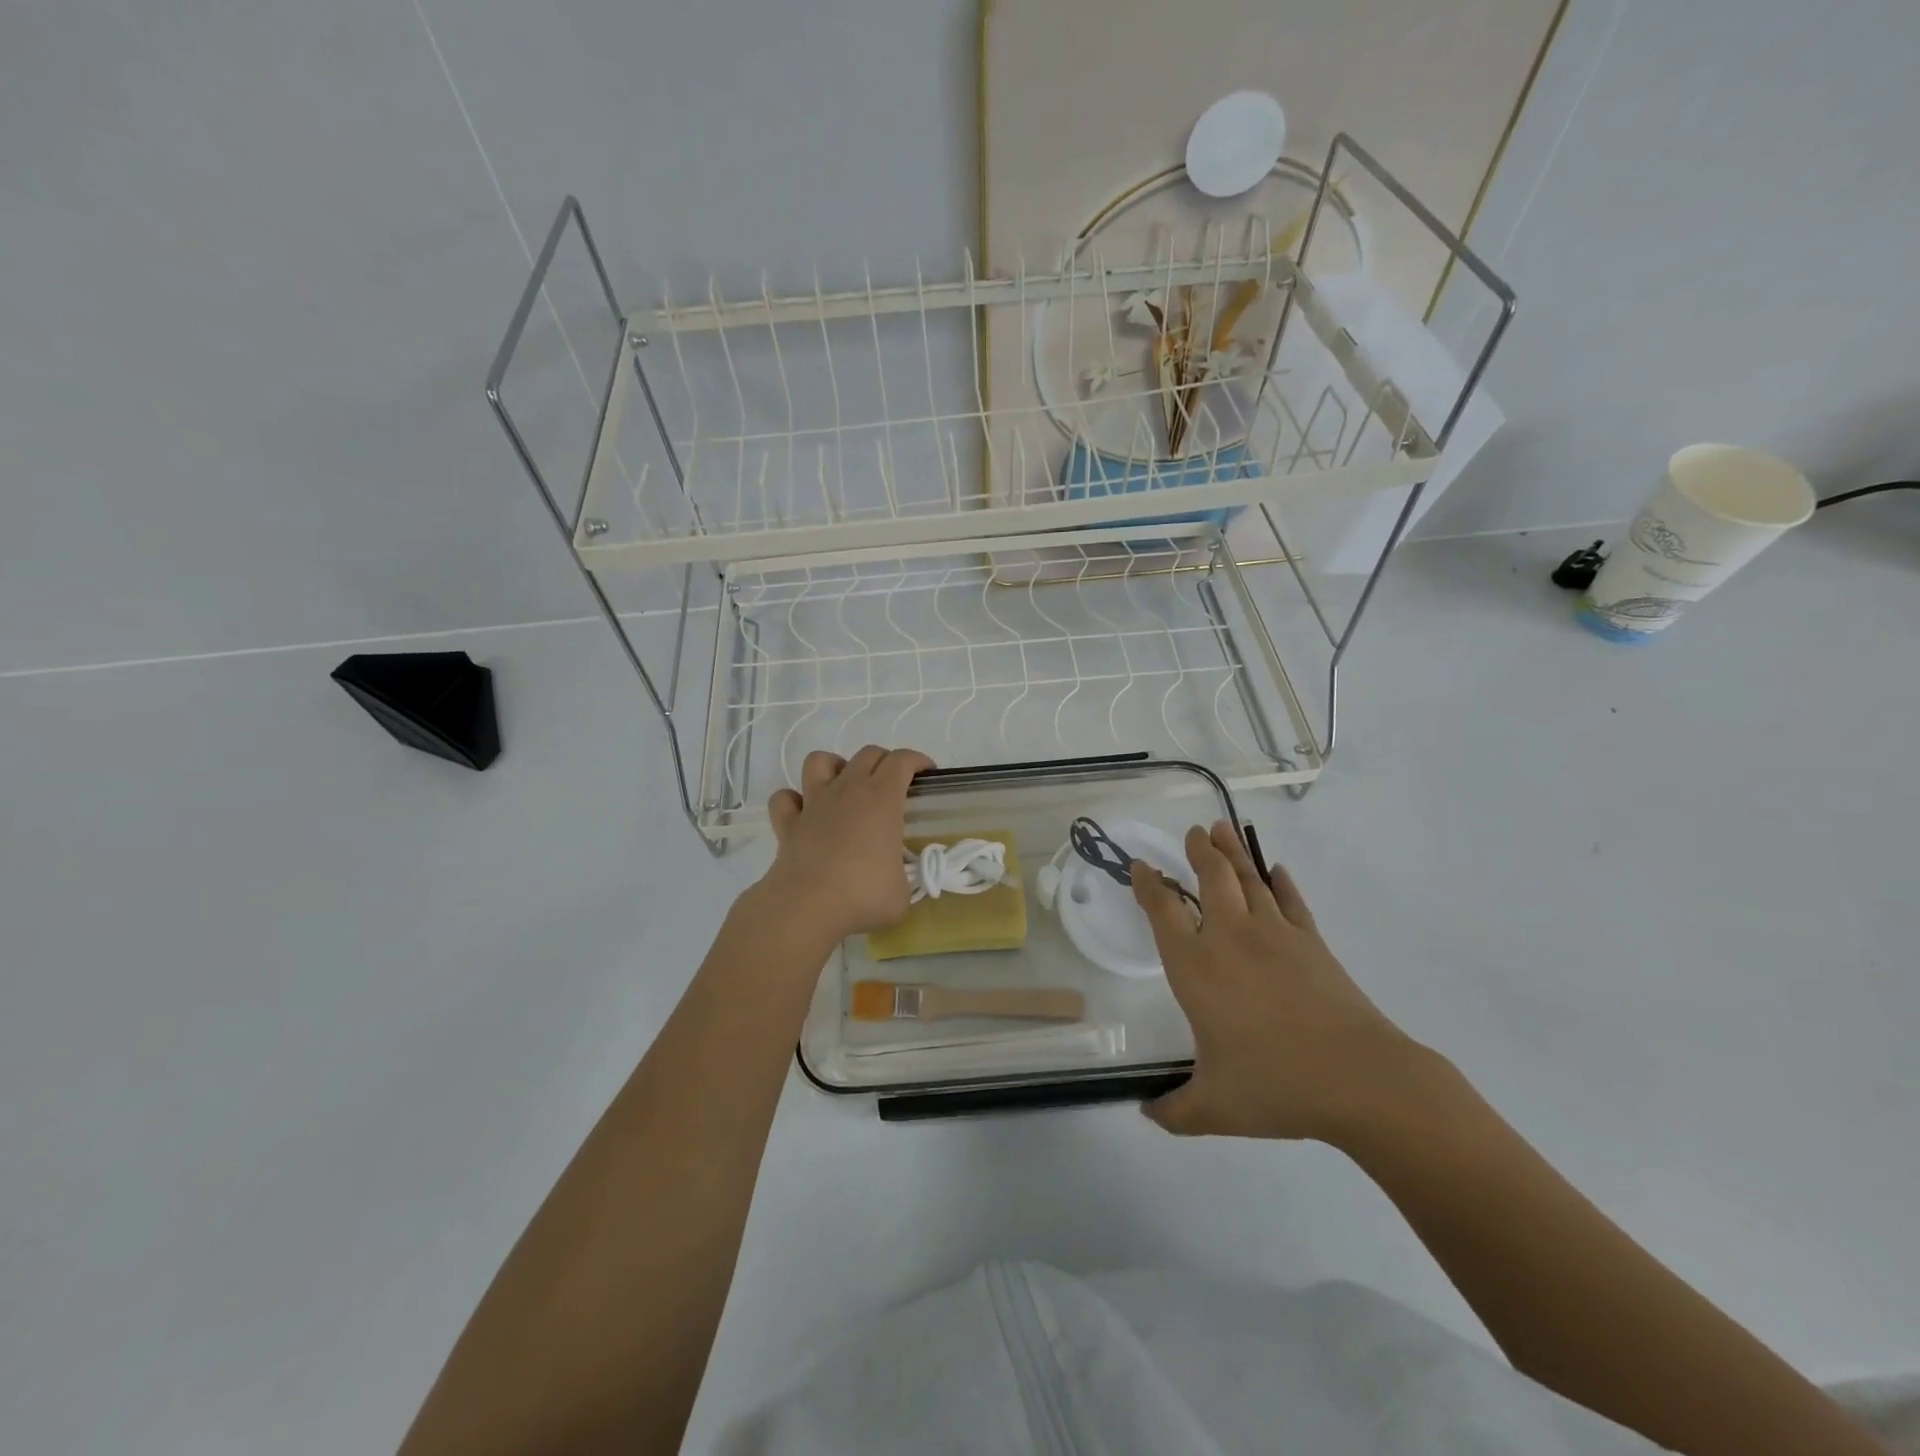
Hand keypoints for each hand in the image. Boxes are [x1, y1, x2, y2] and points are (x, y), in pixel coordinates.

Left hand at [756, 746, 934, 945]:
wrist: (807, 906)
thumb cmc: (863, 894)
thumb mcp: (902, 891)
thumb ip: (902, 877)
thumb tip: (895, 880)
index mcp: (882, 799)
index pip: (902, 761)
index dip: (917, 760)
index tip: (927, 774)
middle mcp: (848, 790)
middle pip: (867, 754)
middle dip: (884, 761)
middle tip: (893, 785)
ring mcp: (814, 803)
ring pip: (819, 761)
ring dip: (835, 767)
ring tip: (844, 787)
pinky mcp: (787, 824)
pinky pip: (785, 798)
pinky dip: (793, 800)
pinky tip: (804, 814)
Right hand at [1131, 821, 1429, 1144]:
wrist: (1360, 1081)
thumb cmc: (1276, 1087)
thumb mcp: (1213, 1109)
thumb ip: (1173, 1111)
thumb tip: (1146, 1114)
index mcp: (1196, 968)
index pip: (1163, 912)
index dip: (1148, 885)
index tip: (1141, 866)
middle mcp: (1229, 939)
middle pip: (1210, 879)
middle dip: (1198, 852)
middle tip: (1192, 833)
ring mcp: (1275, 935)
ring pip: (1248, 880)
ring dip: (1232, 853)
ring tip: (1220, 830)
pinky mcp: (1312, 942)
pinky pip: (1291, 901)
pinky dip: (1281, 882)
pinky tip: (1276, 870)